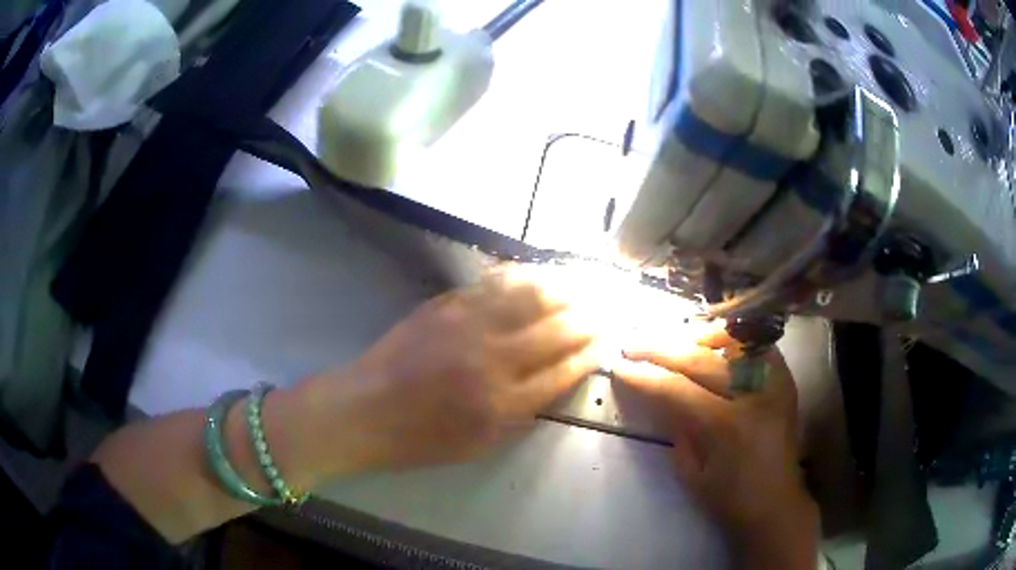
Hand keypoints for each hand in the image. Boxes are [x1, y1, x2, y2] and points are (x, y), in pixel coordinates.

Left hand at [300, 265, 599, 471]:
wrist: (364, 409)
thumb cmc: (420, 438)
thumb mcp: (479, 444)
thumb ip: (522, 412)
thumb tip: (556, 379)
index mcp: (503, 403)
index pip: (564, 369)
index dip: (591, 352)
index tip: (607, 340)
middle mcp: (493, 359)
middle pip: (556, 329)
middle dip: (589, 317)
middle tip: (608, 307)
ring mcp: (468, 325)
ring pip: (531, 297)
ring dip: (565, 288)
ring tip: (586, 284)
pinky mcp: (446, 305)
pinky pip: (495, 284)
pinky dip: (525, 277)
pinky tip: (540, 274)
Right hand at [613, 326, 818, 568]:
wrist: (777, 504)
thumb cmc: (731, 499)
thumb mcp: (692, 475)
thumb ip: (677, 432)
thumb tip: (663, 397)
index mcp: (726, 427)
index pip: (677, 389)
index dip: (645, 376)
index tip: (620, 366)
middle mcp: (753, 396)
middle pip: (701, 360)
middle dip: (661, 349)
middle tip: (633, 343)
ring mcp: (773, 383)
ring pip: (732, 342)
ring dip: (697, 336)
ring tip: (671, 337)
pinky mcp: (784, 380)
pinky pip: (757, 346)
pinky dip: (734, 339)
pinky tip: (714, 342)